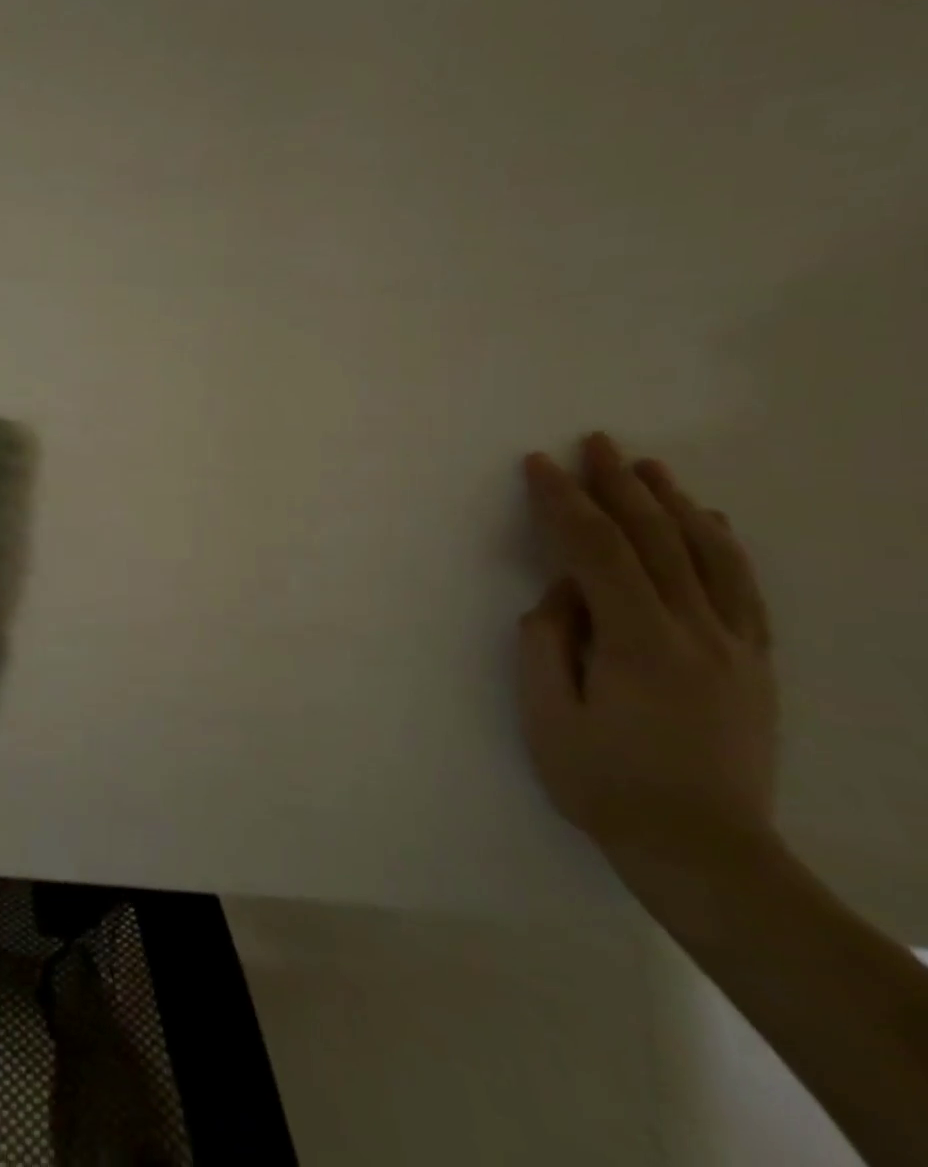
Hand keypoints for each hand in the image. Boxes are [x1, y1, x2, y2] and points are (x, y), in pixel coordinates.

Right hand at [519, 433, 778, 887]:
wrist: (703, 850)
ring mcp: (736, 648)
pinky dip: (722, 547)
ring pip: (708, 557)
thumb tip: (562, 594)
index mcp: (639, 643)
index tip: (538, 465)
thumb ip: (547, 641)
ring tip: (647, 469)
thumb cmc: (602, 781)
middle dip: (619, 487)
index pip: (596, 552)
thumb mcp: (546, 713)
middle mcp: (698, 633)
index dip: (564, 502)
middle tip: (594, 443)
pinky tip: (709, 523)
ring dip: (674, 505)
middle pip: (657, 541)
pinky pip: (743, 590)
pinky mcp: (753, 665)